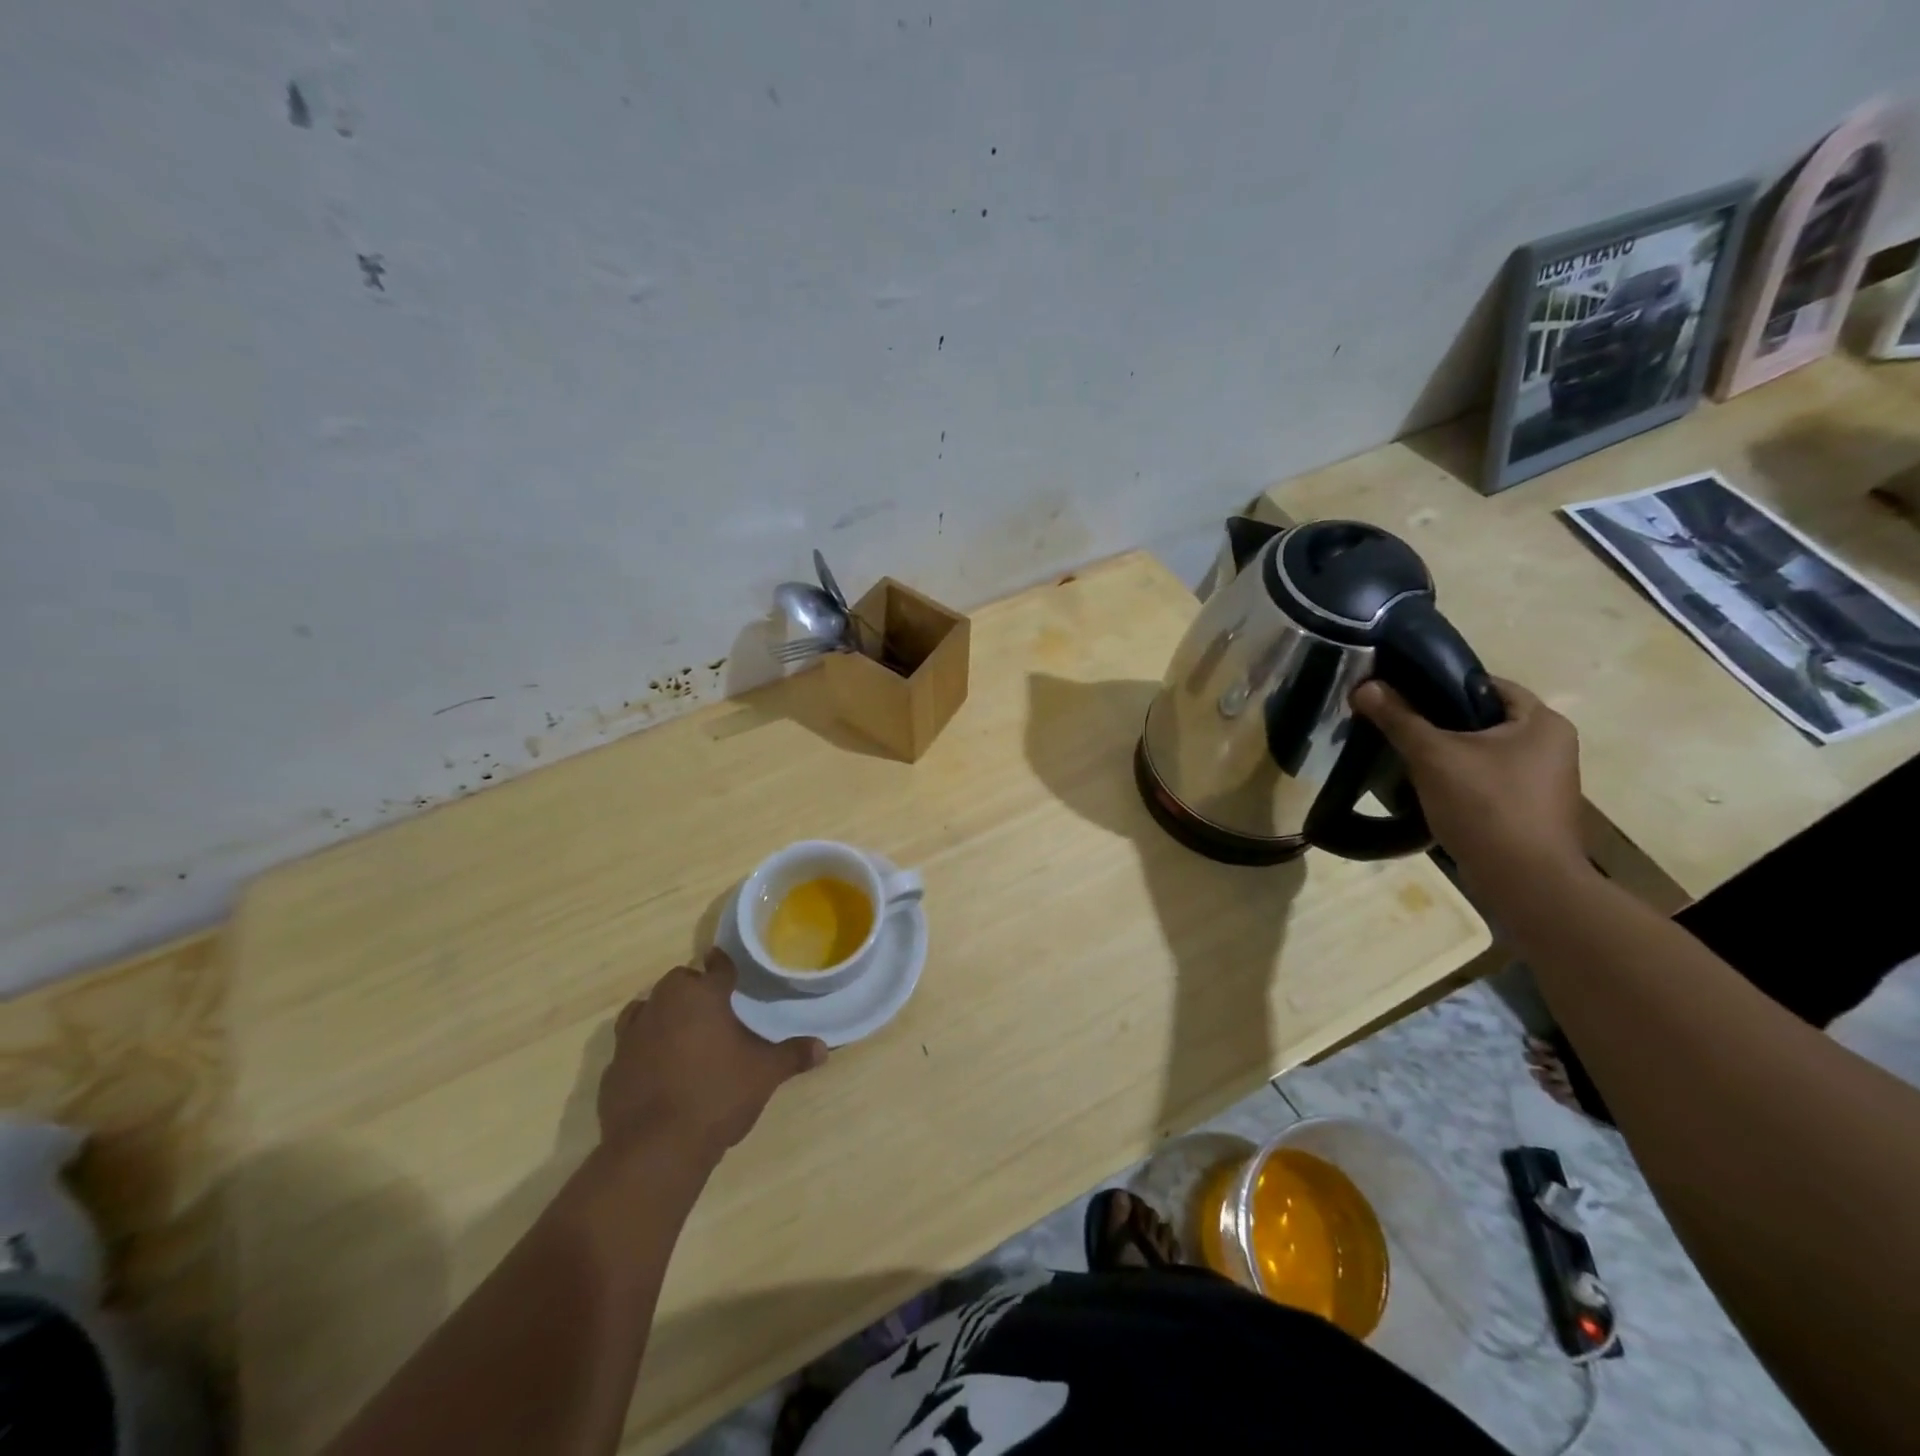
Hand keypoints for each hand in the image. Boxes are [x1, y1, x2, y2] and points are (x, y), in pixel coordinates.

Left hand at [599, 948, 826, 1167]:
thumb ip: (792, 1055)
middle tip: (712, 1008)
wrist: (656, 1148)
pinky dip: (643, 1051)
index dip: (725, 966)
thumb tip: (824, 1048)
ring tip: (681, 1033)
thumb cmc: (718, 1095)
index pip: (716, 967)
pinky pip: (630, 1047)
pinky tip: (658, 1070)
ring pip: (646, 1009)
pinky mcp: (613, 1068)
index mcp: (701, 996)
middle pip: (677, 982)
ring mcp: (632, 1036)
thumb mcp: (765, 1074)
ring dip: (662, 1014)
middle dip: (693, 989)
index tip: (729, 968)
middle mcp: (663, 1005)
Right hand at [1351, 676, 1584, 885]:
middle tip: (1396, 725)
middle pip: (1482, 720)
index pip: (1487, 685)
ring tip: (1404, 757)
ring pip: (1483, 752)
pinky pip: (1486, 780)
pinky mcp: (1529, 810)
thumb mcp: (1433, 756)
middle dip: (1438, 722)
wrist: (1523, 881)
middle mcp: (1552, 746)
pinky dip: (1458, 780)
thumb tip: (1364, 686)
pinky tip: (1427, 789)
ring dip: (1446, 754)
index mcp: (1542, 722)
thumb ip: (1399, 718)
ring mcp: (1543, 781)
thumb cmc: (1485, 806)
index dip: (1441, 684)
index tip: (1402, 694)